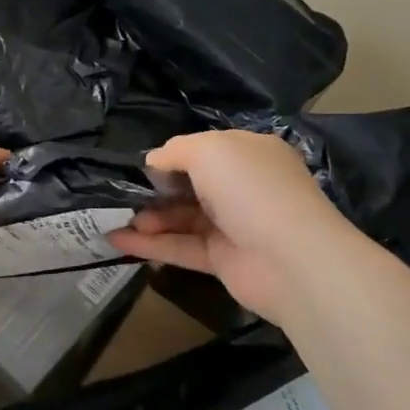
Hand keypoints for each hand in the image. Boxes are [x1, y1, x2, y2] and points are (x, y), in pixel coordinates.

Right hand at [107, 130, 365, 323]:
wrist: (292, 259)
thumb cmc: (250, 190)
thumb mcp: (208, 151)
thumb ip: (174, 150)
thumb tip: (154, 162)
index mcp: (248, 154)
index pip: (204, 150)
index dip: (172, 157)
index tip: (142, 168)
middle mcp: (243, 187)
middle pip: (190, 185)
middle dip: (156, 189)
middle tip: (125, 197)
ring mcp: (234, 225)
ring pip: (183, 218)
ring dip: (149, 218)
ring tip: (119, 220)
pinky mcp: (223, 259)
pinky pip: (181, 247)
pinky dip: (150, 245)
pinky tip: (117, 241)